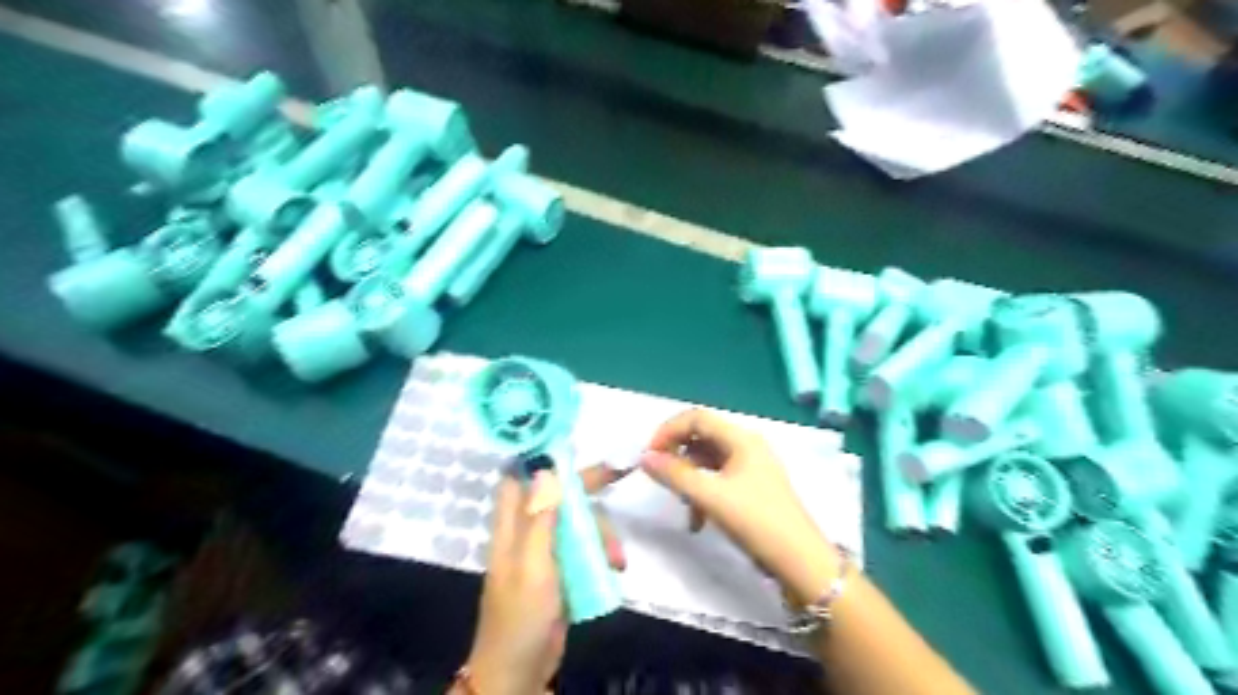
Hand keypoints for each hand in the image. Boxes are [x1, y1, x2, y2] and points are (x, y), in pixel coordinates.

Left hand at [459, 466, 623, 694]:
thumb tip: (547, 469)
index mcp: (512, 525)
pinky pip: (585, 548)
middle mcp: (528, 531)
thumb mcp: (532, 565)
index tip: (571, 443)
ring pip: (577, 522)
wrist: (520, 671)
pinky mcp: (561, 571)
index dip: (540, 456)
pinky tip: (614, 568)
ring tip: (617, 559)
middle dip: (587, 486)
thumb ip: (539, 519)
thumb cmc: (521, 616)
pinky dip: (601, 553)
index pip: (520, 476)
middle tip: (617, 474)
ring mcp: (546, 551)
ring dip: (601, 533)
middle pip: (558, 494)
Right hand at [637, 408, 840, 602]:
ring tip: (683, 506)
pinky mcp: (752, 488)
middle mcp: (747, 446)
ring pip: (708, 461)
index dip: (668, 431)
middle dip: (678, 457)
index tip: (648, 456)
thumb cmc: (756, 522)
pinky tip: (698, 520)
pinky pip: (718, 479)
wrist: (800, 563)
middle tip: (661, 479)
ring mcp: (751, 467)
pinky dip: (703, 493)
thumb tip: (645, 458)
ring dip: (689, 479)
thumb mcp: (711, 497)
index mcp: (741, 439)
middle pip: (702, 437)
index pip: (696, 418)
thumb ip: (675, 475)